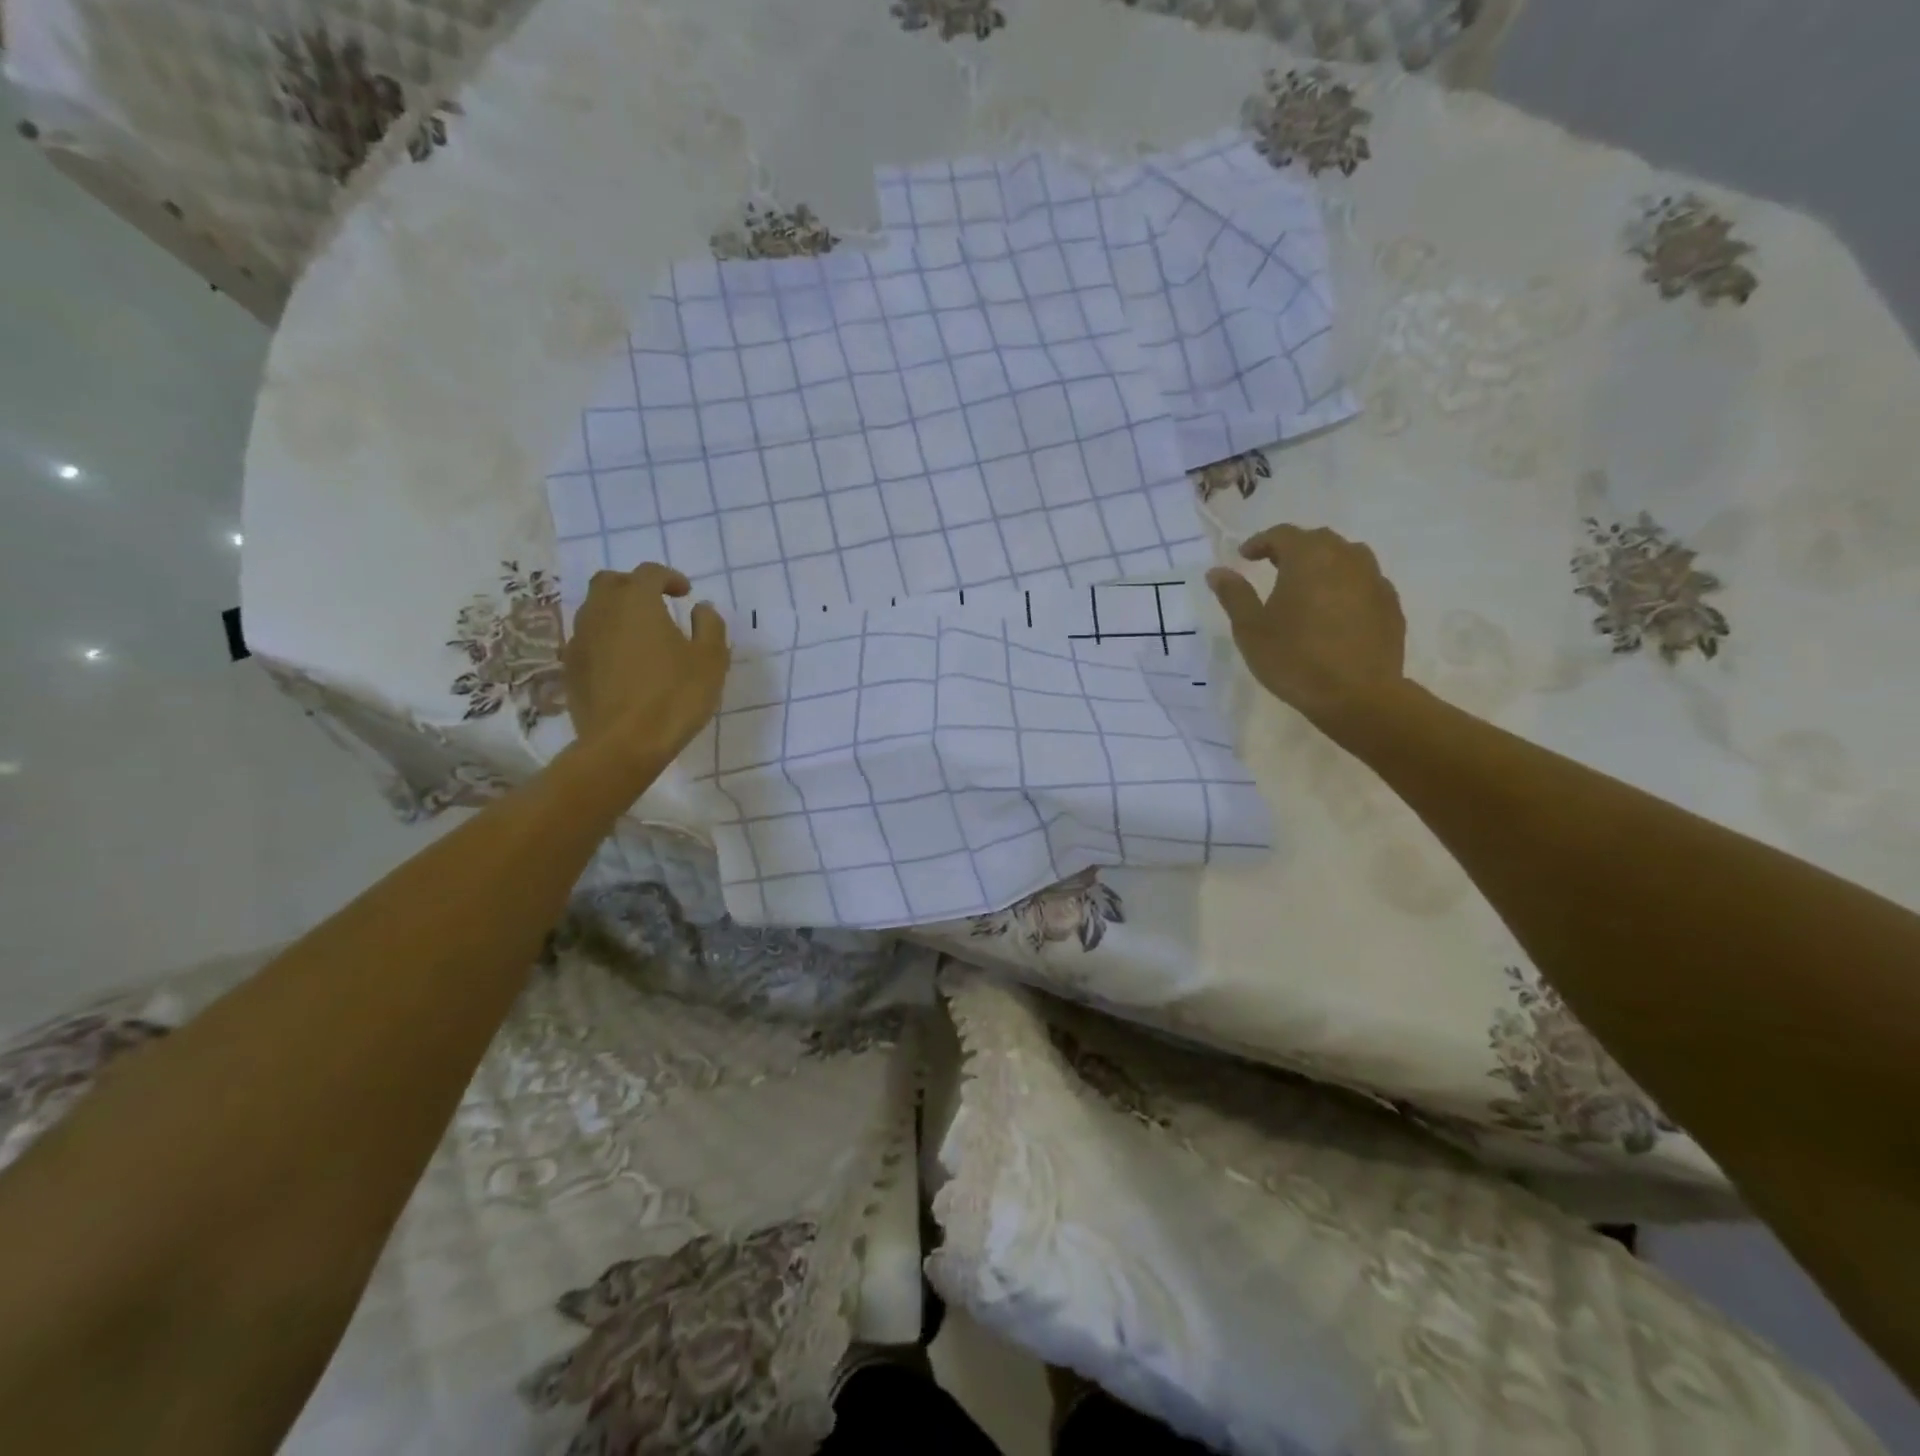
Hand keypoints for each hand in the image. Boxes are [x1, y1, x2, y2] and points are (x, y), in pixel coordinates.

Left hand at [562, 564, 729, 766]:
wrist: (623, 743)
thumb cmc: (675, 696)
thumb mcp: (711, 660)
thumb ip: (709, 626)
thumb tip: (701, 609)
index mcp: (636, 602)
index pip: (649, 573)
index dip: (669, 577)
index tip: (685, 593)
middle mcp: (601, 611)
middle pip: (611, 582)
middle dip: (634, 586)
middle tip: (657, 604)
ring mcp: (580, 639)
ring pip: (594, 610)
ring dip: (617, 612)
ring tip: (640, 634)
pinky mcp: (570, 668)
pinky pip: (587, 639)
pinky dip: (605, 639)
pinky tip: (623, 662)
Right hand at [1207, 526, 1407, 729]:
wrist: (1357, 695)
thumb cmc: (1294, 658)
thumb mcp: (1251, 629)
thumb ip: (1234, 595)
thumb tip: (1217, 571)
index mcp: (1309, 558)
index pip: (1282, 534)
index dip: (1260, 542)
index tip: (1245, 556)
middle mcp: (1346, 558)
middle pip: (1318, 540)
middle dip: (1293, 549)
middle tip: (1273, 568)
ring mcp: (1374, 579)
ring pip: (1347, 557)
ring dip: (1324, 564)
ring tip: (1307, 587)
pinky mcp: (1390, 604)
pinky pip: (1364, 582)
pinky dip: (1345, 586)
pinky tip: (1334, 611)